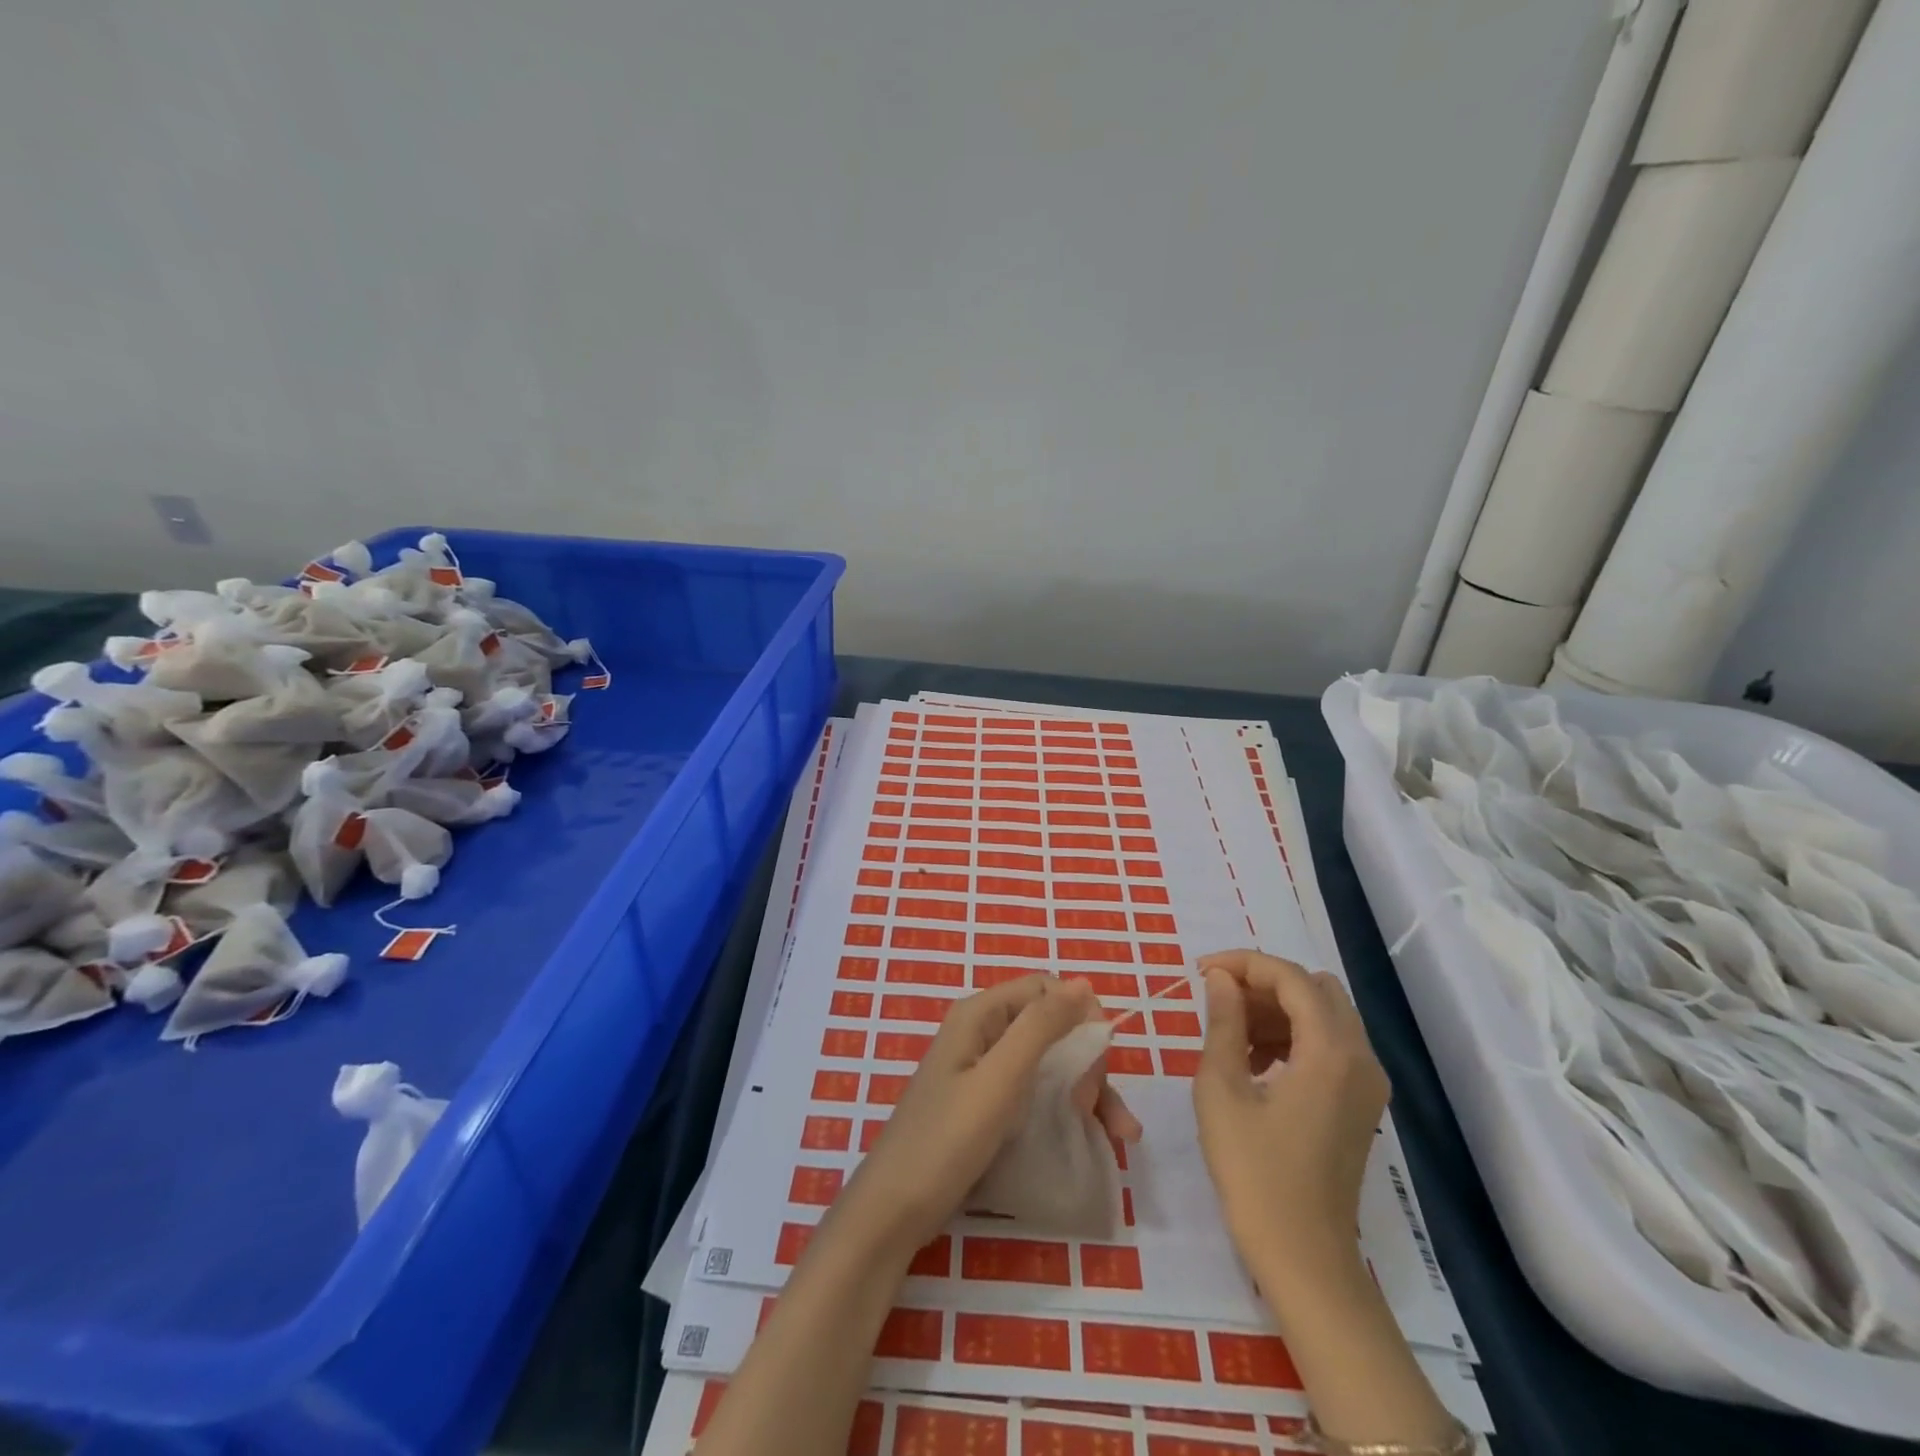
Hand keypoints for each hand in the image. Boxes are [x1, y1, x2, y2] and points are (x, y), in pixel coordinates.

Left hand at [845, 975, 1140, 1254]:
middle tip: (1099, 1109)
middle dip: (1088, 1062)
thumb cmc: (946, 1140)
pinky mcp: (986, 1105)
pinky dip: (1068, 1110)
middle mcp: (983, 1033)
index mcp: (980, 1014)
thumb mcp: (1000, 1080)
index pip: (1045, 989)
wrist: (893, 1211)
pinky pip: (1036, 1092)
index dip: (1080, 1015)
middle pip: (1051, 1027)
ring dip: (1089, 1091)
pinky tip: (1095, 1137)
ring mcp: (983, 1071)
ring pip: (1050, 1063)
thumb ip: (1040, 1026)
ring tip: (1121, 1135)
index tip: (1103, 1060)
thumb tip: (1083, 984)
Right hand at [1192, 950, 1389, 1311]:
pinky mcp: (1361, 1104)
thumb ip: (1223, 1023)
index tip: (1200, 971)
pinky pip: (1329, 1045)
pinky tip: (1254, 1063)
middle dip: (1264, 983)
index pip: (1291, 978)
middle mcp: (1361, 1058)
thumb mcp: (1222, 1090)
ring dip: (1277, 1009)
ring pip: (1324, 1015)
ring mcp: (1367, 1084)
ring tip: (1230, 1032)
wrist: (1304, 1259)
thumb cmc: (1254, 1173)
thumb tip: (1220, 979)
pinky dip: (1292, 1036)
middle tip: (1218, 998)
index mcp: (1331, 1052)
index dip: (1243, 963)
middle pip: (1315, 989)